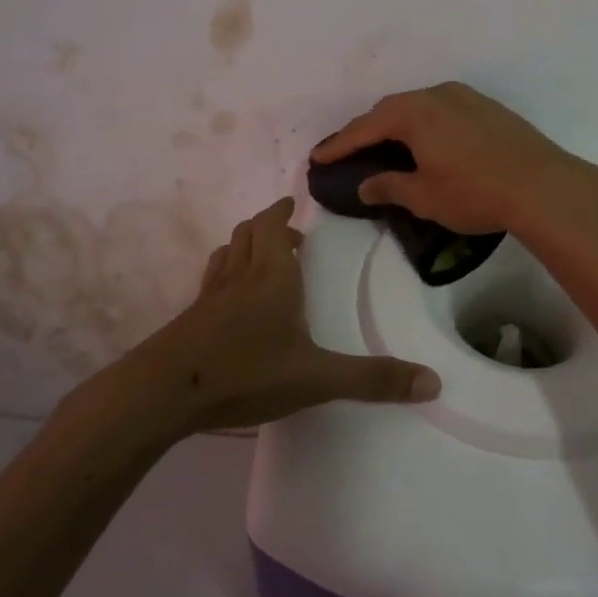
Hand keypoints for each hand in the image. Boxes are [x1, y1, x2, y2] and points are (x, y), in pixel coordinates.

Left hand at [135, 198, 440, 432]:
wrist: (164, 392)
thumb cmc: (246, 372)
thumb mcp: (316, 379)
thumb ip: (372, 379)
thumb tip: (433, 382)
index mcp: (273, 275)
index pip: (274, 225)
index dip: (283, 211)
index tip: (294, 204)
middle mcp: (241, 274)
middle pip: (249, 232)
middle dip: (269, 225)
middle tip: (291, 235)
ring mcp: (211, 294)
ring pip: (228, 252)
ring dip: (246, 245)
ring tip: (262, 258)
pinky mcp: (192, 316)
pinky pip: (212, 279)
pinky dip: (226, 272)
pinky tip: (230, 297)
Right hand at [311, 82, 597, 235]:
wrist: (543, 185)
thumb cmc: (474, 192)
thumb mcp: (424, 197)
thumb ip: (389, 187)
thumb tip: (366, 184)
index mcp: (413, 113)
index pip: (365, 127)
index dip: (339, 144)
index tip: (317, 156)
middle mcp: (436, 95)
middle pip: (391, 109)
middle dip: (367, 129)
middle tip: (351, 150)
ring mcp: (465, 97)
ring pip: (419, 105)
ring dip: (398, 123)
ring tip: (387, 144)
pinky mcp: (488, 107)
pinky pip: (442, 109)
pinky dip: (425, 122)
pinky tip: (428, 141)